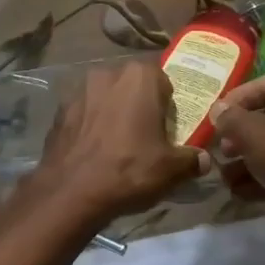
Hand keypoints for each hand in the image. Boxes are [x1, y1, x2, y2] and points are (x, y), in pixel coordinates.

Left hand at [25, 62, 204, 225]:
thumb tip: (204, 160)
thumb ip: (192, 159)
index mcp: (139, 77)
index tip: (168, 125)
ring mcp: (79, 90)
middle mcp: (107, 73)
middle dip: (139, 103)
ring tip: (118, 142)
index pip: (163, 80)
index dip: (167, 103)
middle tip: (146, 133)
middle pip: (132, 85)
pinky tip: (95, 149)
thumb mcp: (170, 169)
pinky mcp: (60, 110)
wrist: (70, 191)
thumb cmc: (128, 170)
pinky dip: (91, 124)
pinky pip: (85, 112)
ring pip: (106, 96)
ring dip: (113, 111)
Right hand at [211, 74, 264, 223]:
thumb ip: (230, 119)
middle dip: (239, 136)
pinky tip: (241, 193)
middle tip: (222, 151)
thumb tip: (217, 110)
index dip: (232, 102)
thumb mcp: (253, 133)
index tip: (212, 121)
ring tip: (225, 178)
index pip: (257, 86)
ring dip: (248, 160)